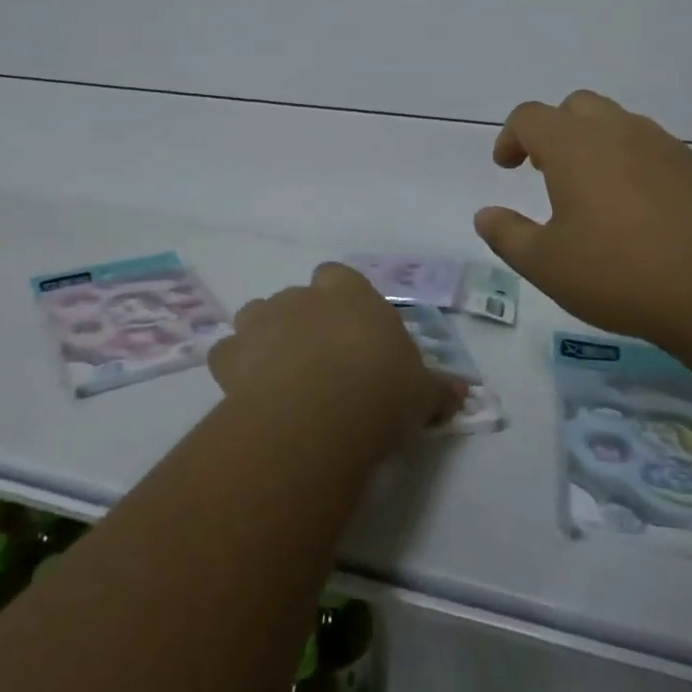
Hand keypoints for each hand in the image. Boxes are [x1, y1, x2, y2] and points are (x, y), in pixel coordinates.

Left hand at [209, 263, 466, 453]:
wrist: (321, 415)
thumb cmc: (382, 390)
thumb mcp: (423, 393)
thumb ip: (440, 389)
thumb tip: (463, 394)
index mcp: (350, 294)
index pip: (337, 276)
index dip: (340, 300)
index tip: (349, 331)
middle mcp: (303, 297)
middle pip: (296, 298)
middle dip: (303, 322)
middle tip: (319, 363)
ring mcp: (262, 321)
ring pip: (257, 317)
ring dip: (266, 338)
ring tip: (282, 377)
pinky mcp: (231, 355)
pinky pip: (228, 355)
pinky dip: (236, 369)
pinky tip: (250, 396)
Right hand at [474, 91, 691, 356]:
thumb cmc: (620, 272)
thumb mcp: (547, 265)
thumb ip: (508, 235)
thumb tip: (485, 215)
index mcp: (573, 146)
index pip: (530, 116)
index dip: (511, 137)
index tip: (507, 166)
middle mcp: (617, 132)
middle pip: (576, 106)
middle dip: (553, 129)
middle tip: (546, 170)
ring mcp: (662, 146)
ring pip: (617, 122)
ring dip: (594, 143)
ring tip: (590, 190)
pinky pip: (650, 147)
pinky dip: (630, 161)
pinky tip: (635, 208)